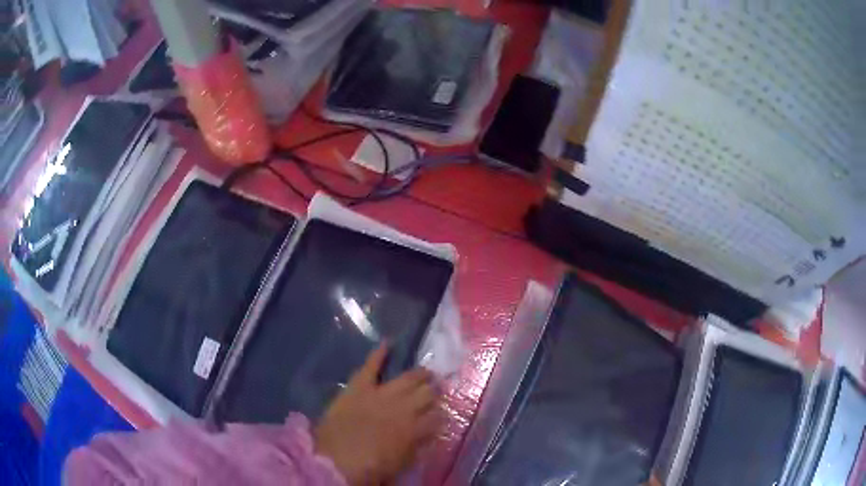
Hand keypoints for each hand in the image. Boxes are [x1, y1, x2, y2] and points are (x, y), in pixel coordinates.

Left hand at [314, 345, 438, 485]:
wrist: (334, 461)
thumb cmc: (369, 470)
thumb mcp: (400, 464)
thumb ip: (415, 448)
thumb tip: (426, 435)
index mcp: (415, 430)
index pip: (437, 418)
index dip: (441, 415)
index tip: (442, 414)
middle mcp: (403, 409)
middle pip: (427, 394)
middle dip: (434, 392)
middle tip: (437, 389)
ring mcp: (381, 395)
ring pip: (408, 379)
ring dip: (419, 375)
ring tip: (427, 372)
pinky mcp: (359, 387)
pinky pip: (370, 366)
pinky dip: (378, 354)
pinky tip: (388, 343)